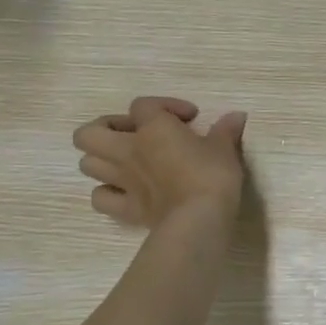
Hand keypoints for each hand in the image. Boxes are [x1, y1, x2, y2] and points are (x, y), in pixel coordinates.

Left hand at [73, 97, 247, 228]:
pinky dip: (107, 192)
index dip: (165, 105)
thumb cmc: (211, 176)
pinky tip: (126, 192)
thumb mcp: (224, 148)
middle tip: (134, 134)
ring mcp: (122, 181)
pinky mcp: (125, 209)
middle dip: (106, 129)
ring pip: (87, 164)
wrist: (198, 219)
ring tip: (127, 162)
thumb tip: (237, 116)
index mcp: (153, 128)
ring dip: (103, 160)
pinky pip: (100, 197)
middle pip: (89, 133)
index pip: (143, 105)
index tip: (190, 118)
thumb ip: (226, 130)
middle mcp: (128, 150)